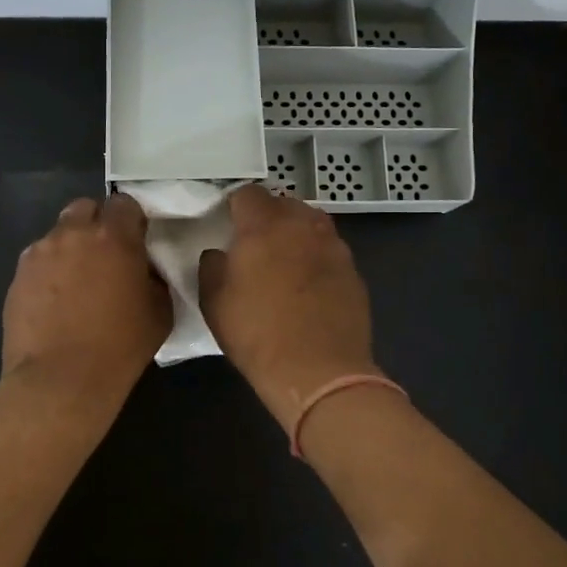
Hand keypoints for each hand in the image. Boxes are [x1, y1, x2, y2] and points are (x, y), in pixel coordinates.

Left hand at [2, 195, 171, 406]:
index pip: (124, 203)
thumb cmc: (119, 348)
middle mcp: (74, 234)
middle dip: (96, 224)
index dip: (130, 220)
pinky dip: (49, 272)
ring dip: (70, 248)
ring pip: (58, 234)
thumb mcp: (160, 312)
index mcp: (114, 238)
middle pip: (85, 208)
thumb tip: (143, 270)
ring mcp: (40, 252)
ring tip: (75, 284)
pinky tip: (54, 302)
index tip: (135, 242)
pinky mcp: (18, 275)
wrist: (60, 380)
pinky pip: (38, 260)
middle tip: (104, 257)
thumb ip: (153, 278)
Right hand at [198, 184, 380, 431]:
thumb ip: (212, 266)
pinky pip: (330, 251)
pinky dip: (317, 258)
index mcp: (264, 226)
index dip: (235, 206)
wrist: (318, 372)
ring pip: (312, 224)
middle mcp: (303, 226)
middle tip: (255, 243)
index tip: (228, 223)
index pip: (248, 194)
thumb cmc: (256, 334)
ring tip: (284, 260)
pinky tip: (308, 286)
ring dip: (296, 233)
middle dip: (268, 216)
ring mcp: (334, 247)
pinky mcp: (354, 272)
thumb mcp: (214, 301)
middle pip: (284, 204)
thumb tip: (220, 254)